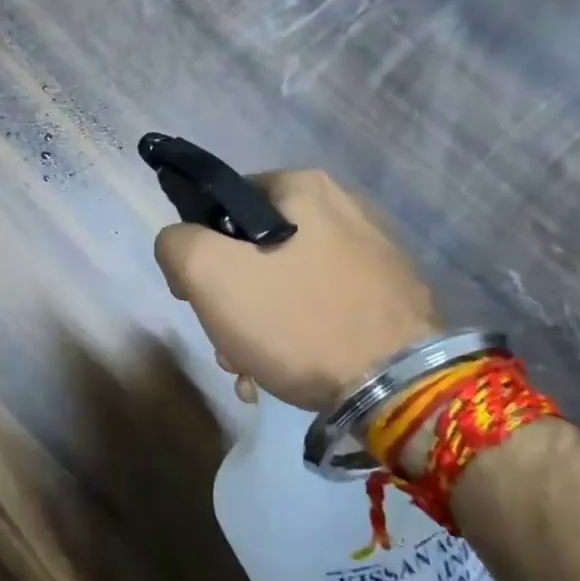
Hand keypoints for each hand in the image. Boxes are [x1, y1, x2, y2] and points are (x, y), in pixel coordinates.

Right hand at [153, 168, 437, 413]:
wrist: (403, 392)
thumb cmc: (299, 320)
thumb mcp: (211, 274)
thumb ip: (176, 243)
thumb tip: (182, 245)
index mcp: (304, 187)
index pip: (224, 203)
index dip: (198, 248)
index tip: (196, 294)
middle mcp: (345, 209)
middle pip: (255, 249)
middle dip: (231, 300)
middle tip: (225, 344)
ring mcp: (374, 256)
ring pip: (287, 283)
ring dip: (258, 326)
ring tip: (252, 371)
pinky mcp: (391, 299)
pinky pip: (324, 307)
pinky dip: (297, 337)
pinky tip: (286, 374)